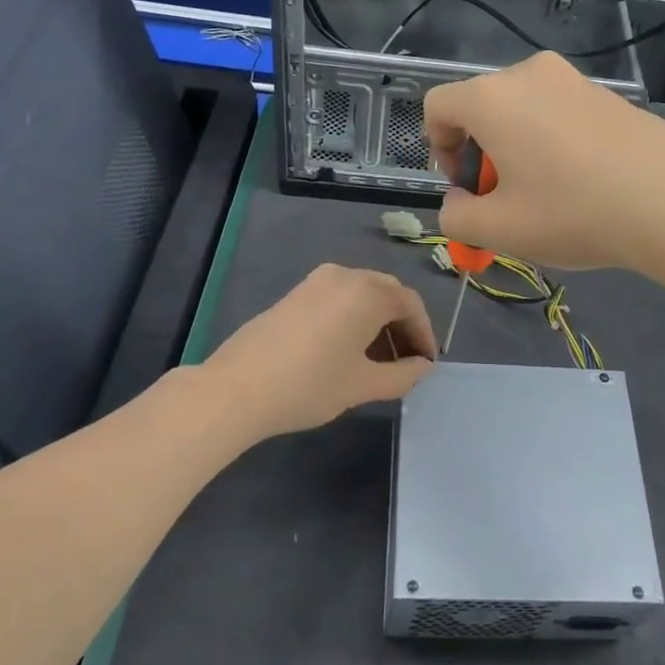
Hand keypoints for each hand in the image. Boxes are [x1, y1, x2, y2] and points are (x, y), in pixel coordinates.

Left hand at [198, 265, 436, 440]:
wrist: (237, 389)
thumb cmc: (310, 384)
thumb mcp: (363, 385)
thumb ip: (403, 374)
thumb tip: (421, 366)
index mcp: (368, 292)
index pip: (411, 305)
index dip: (424, 334)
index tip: (427, 363)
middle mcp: (345, 275)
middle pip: (388, 294)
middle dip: (402, 326)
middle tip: (407, 362)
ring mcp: (316, 281)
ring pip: (362, 295)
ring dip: (378, 322)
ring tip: (378, 362)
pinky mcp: (295, 293)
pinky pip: (338, 298)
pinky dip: (354, 318)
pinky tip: (347, 351)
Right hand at [422, 52, 664, 271]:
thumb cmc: (573, 212)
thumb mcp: (500, 229)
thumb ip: (456, 216)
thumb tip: (457, 203)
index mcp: (493, 98)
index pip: (438, 106)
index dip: (437, 147)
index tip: (465, 185)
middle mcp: (529, 73)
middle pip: (481, 106)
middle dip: (480, 151)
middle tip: (505, 197)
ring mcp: (573, 78)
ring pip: (522, 108)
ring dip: (517, 146)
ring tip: (546, 192)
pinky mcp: (607, 92)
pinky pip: (559, 110)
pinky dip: (552, 139)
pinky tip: (582, 179)